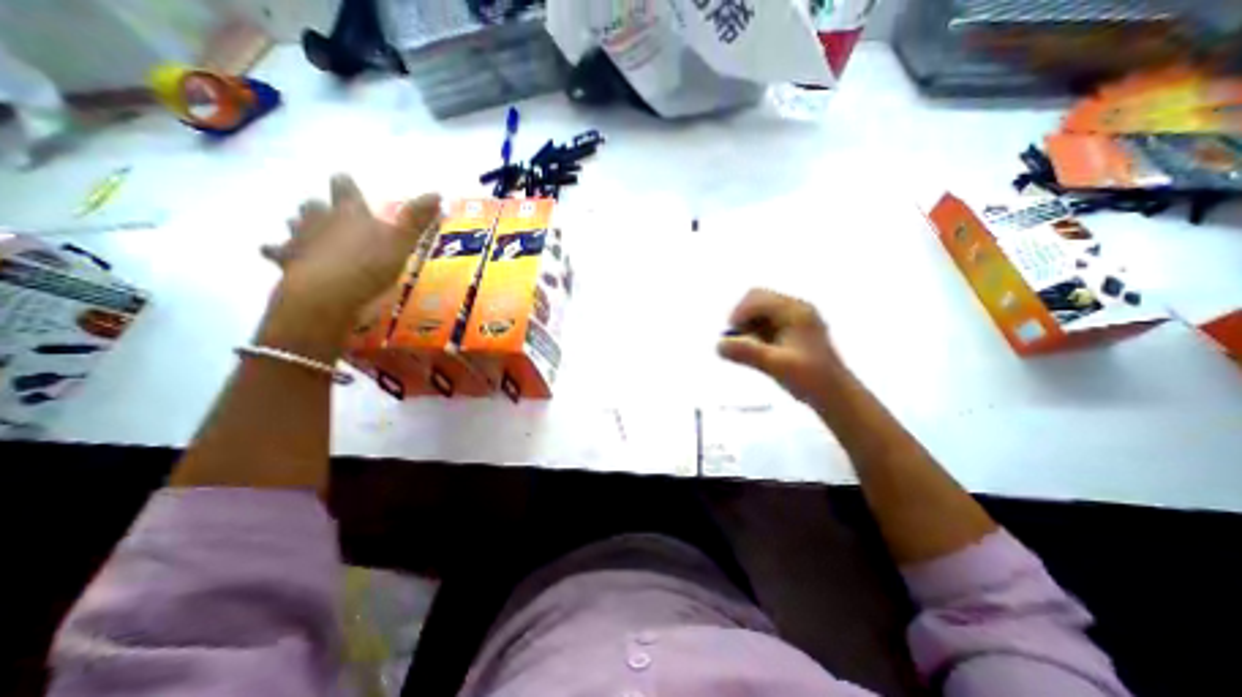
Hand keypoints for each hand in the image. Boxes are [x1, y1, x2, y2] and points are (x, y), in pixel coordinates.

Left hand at [263, 178, 439, 331]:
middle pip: (314, 205)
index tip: (345, 181)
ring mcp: (300, 238)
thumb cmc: (371, 263)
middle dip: (319, 207)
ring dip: (300, 225)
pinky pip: (276, 251)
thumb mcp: (403, 241)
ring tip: (307, 231)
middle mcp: (320, 218)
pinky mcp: (286, 260)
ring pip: (294, 224)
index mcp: (350, 211)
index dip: (346, 184)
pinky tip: (278, 255)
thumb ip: (417, 218)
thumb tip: (437, 193)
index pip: (344, 188)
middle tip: (327, 212)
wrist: (329, 292)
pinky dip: (277, 251)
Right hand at [713, 290, 849, 407]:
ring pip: (760, 311)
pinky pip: (766, 322)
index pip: (756, 297)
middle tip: (738, 341)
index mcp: (794, 311)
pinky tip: (758, 351)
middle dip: (742, 318)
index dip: (738, 314)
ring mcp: (795, 318)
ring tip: (748, 348)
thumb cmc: (809, 379)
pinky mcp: (793, 330)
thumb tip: (718, 345)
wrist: (835, 396)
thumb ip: (747, 353)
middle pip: (757, 299)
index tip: (731, 337)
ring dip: (748, 326)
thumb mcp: (775, 366)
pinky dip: (755, 332)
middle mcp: (795, 308)